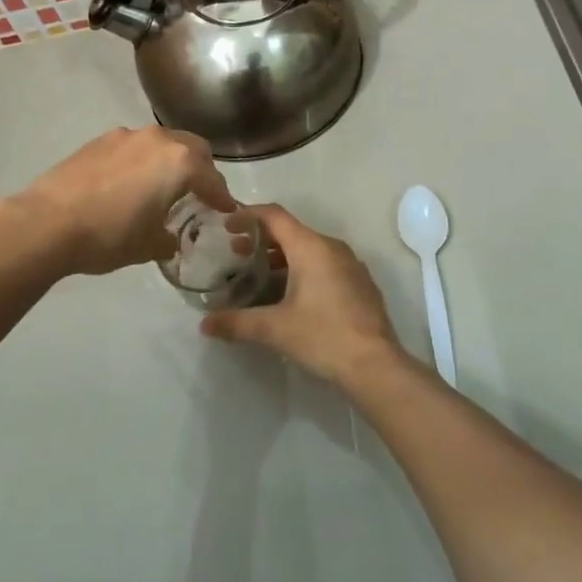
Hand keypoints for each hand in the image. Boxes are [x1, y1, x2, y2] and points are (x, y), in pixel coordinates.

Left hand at [10, 127, 235, 276]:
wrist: (47, 223)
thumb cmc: (109, 236)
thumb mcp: (149, 246)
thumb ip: (169, 237)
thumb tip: (169, 237)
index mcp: (179, 162)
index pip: (213, 179)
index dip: (222, 197)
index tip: (227, 210)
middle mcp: (158, 139)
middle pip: (192, 149)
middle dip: (200, 170)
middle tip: (198, 194)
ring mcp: (126, 136)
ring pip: (162, 143)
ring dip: (169, 161)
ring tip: (161, 187)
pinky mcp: (99, 140)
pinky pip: (133, 147)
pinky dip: (141, 161)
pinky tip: (129, 185)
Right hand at [200, 205, 404, 385]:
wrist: (376, 366)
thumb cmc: (322, 336)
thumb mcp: (274, 329)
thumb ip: (237, 322)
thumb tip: (205, 324)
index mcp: (310, 247)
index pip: (274, 216)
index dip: (248, 215)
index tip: (227, 224)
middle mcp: (332, 248)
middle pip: (291, 232)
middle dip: (262, 240)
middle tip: (235, 254)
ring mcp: (350, 265)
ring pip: (309, 250)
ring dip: (282, 258)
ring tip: (258, 276)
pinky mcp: (360, 284)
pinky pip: (325, 266)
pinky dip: (302, 270)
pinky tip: (290, 296)